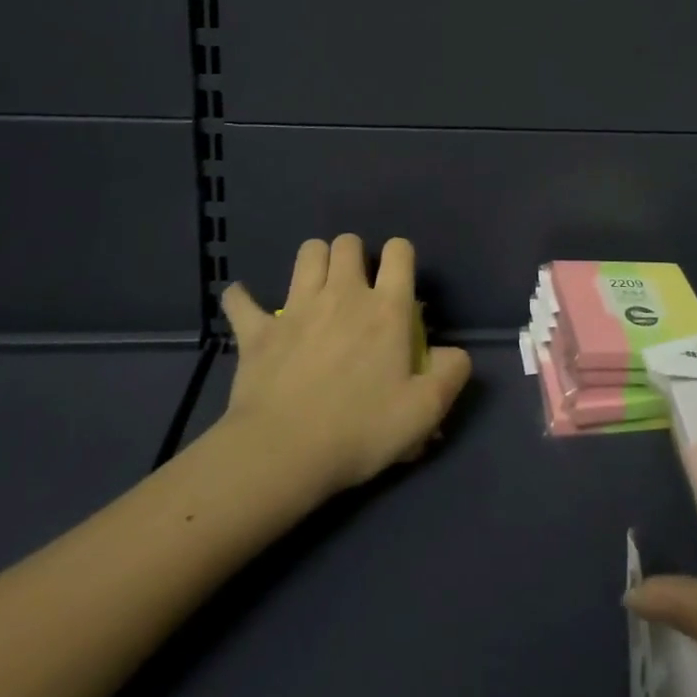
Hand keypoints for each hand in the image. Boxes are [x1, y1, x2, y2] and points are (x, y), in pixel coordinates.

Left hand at [219, 235, 471, 496]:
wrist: (282, 454)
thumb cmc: (360, 430)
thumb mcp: (424, 411)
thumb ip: (451, 374)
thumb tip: (455, 353)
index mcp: (386, 307)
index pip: (399, 251)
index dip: (401, 256)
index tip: (399, 281)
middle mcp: (343, 293)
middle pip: (348, 242)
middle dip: (354, 255)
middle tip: (355, 286)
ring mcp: (296, 307)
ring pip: (307, 253)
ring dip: (314, 262)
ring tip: (316, 287)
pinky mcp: (258, 330)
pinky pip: (242, 300)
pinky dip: (243, 299)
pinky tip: (245, 304)